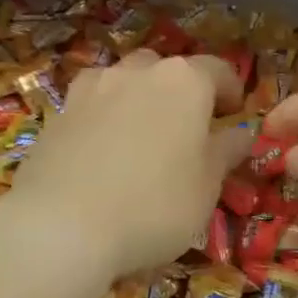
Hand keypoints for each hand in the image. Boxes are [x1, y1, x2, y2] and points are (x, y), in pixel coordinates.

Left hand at [0, 50, 251, 284]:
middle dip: (181, 92)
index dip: (231, 91)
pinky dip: (105, 119)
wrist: (60, 227)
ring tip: (142, 138)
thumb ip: (226, 151)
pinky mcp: (57, 114)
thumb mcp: (208, 185)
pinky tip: (104, 154)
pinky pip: (93, 106)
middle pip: (167, 70)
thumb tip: (240, 133)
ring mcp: (91, 89)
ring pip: (125, 82)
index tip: (234, 115)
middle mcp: (138, 72)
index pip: (219, 70)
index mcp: (185, 82)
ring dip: (139, 100)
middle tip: (188, 129)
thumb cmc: (155, 205)